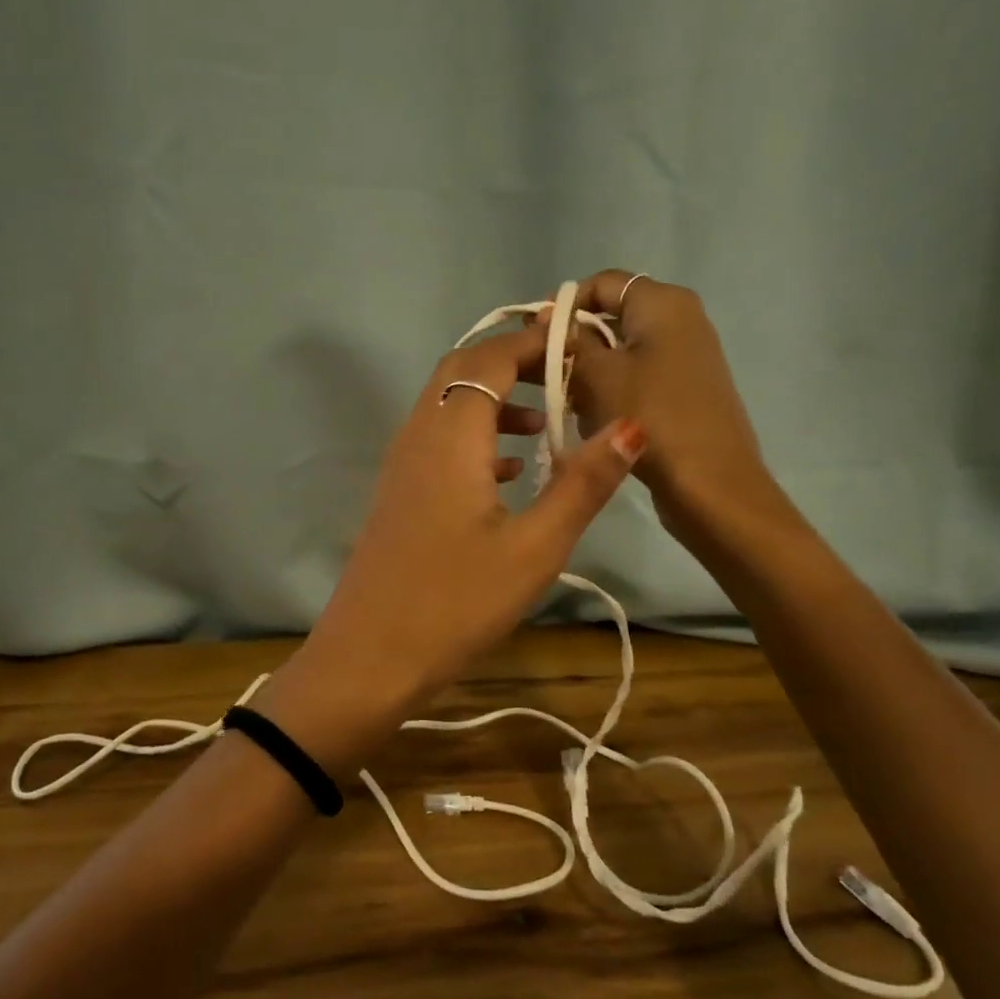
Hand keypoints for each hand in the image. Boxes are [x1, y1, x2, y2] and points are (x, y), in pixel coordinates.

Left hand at [258, 325, 642, 775]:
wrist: (369, 656)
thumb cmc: (455, 603)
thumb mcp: (534, 547)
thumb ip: (583, 483)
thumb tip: (630, 426)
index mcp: (448, 434)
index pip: (490, 358)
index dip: (534, 342)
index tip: (580, 345)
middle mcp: (417, 434)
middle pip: (461, 371)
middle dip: (513, 363)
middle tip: (566, 376)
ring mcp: (400, 464)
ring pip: (446, 405)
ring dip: (493, 400)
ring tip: (545, 425)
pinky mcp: (398, 493)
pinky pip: (437, 440)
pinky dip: (474, 436)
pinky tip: (507, 472)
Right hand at [566, 270, 784, 541]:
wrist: (709, 483)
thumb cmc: (649, 416)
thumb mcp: (596, 375)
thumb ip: (568, 340)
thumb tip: (545, 318)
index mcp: (663, 303)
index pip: (602, 283)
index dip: (563, 305)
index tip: (534, 337)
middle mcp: (681, 319)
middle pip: (611, 316)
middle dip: (575, 344)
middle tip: (545, 375)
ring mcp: (686, 356)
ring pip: (621, 351)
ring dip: (590, 373)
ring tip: (569, 404)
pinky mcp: (685, 389)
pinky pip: (637, 376)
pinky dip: (612, 391)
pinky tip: (597, 420)